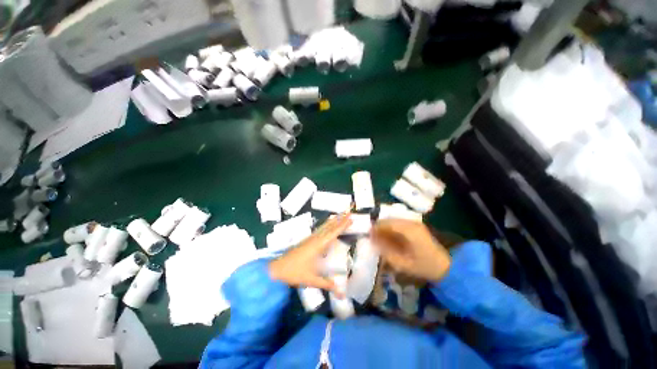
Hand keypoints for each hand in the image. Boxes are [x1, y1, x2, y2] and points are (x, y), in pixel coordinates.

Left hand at [269, 214, 351, 295]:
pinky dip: (326, 226)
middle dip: (340, 220)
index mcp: (318, 245)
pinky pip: (320, 230)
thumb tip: (342, 293)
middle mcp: (315, 239)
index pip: (333, 233)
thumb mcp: (312, 280)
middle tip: (349, 213)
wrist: (277, 269)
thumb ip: (327, 284)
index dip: (342, 225)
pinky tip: (327, 226)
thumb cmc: (294, 273)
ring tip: (340, 215)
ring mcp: (310, 239)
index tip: (350, 218)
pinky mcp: (307, 241)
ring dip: (333, 221)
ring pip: (324, 227)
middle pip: (329, 227)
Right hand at [371, 219, 450, 281]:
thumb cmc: (423, 267)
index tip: (368, 233)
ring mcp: (415, 223)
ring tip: (379, 236)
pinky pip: (399, 223)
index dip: (376, 227)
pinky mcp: (417, 226)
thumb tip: (373, 241)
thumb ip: (385, 251)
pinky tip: (389, 236)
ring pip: (394, 220)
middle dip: (379, 226)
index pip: (387, 223)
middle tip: (372, 235)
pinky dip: (392, 228)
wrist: (446, 267)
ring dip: (385, 227)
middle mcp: (412, 223)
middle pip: (390, 220)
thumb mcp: (402, 263)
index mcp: (409, 230)